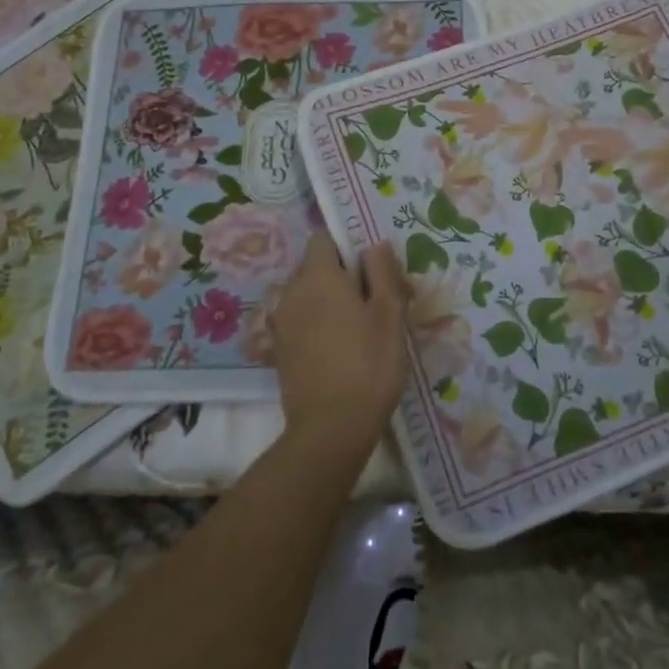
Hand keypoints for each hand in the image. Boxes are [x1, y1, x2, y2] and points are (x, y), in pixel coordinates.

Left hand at [269, 233, 409, 463]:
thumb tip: (374, 244)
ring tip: (359, 326)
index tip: (371, 266)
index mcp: (317, 276)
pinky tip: (339, 347)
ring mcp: (280, 322)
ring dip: (328, 300)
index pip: (323, 238)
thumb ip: (382, 271)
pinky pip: (299, 320)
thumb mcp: (389, 313)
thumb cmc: (368, 364)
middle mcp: (291, 292)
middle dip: (341, 274)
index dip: (347, 245)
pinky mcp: (278, 349)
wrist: (330, 429)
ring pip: (306, 294)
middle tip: (374, 299)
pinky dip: (316, 323)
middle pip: (314, 266)